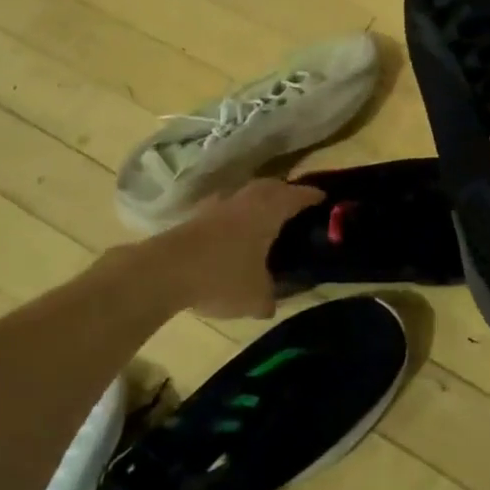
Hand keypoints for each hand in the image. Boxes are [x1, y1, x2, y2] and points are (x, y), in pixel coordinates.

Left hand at [142, 178, 322, 320]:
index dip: (312, 196)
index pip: (297, 196)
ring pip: (245, 195)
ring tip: (265, 218)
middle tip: (295, 206)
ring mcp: (218, 205)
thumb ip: (269, 297)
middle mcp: (246, 200)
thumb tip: (271, 302)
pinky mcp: (196, 216)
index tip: (324, 198)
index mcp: (269, 211)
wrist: (165, 271)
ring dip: (257, 201)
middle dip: (285, 193)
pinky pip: (225, 209)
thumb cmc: (222, 276)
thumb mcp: (255, 297)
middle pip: (271, 187)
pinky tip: (233, 233)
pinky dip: (234, 216)